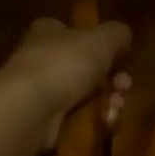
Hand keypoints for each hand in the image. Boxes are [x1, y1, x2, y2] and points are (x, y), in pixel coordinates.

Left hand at [0, 16, 132, 150]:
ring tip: (116, 107)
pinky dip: (95, 121)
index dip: (101, 46)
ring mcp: (41, 93)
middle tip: (124, 86)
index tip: (122, 58)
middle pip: (87, 69)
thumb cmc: (64, 64)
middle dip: (113, 79)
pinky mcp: (44, 122)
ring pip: (86, 96)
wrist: (29, 110)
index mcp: (49, 33)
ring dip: (109, 102)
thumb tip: (124, 37)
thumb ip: (118, 34)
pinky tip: (104, 122)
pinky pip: (78, 120)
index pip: (75, 33)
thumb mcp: (101, 39)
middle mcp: (42, 60)